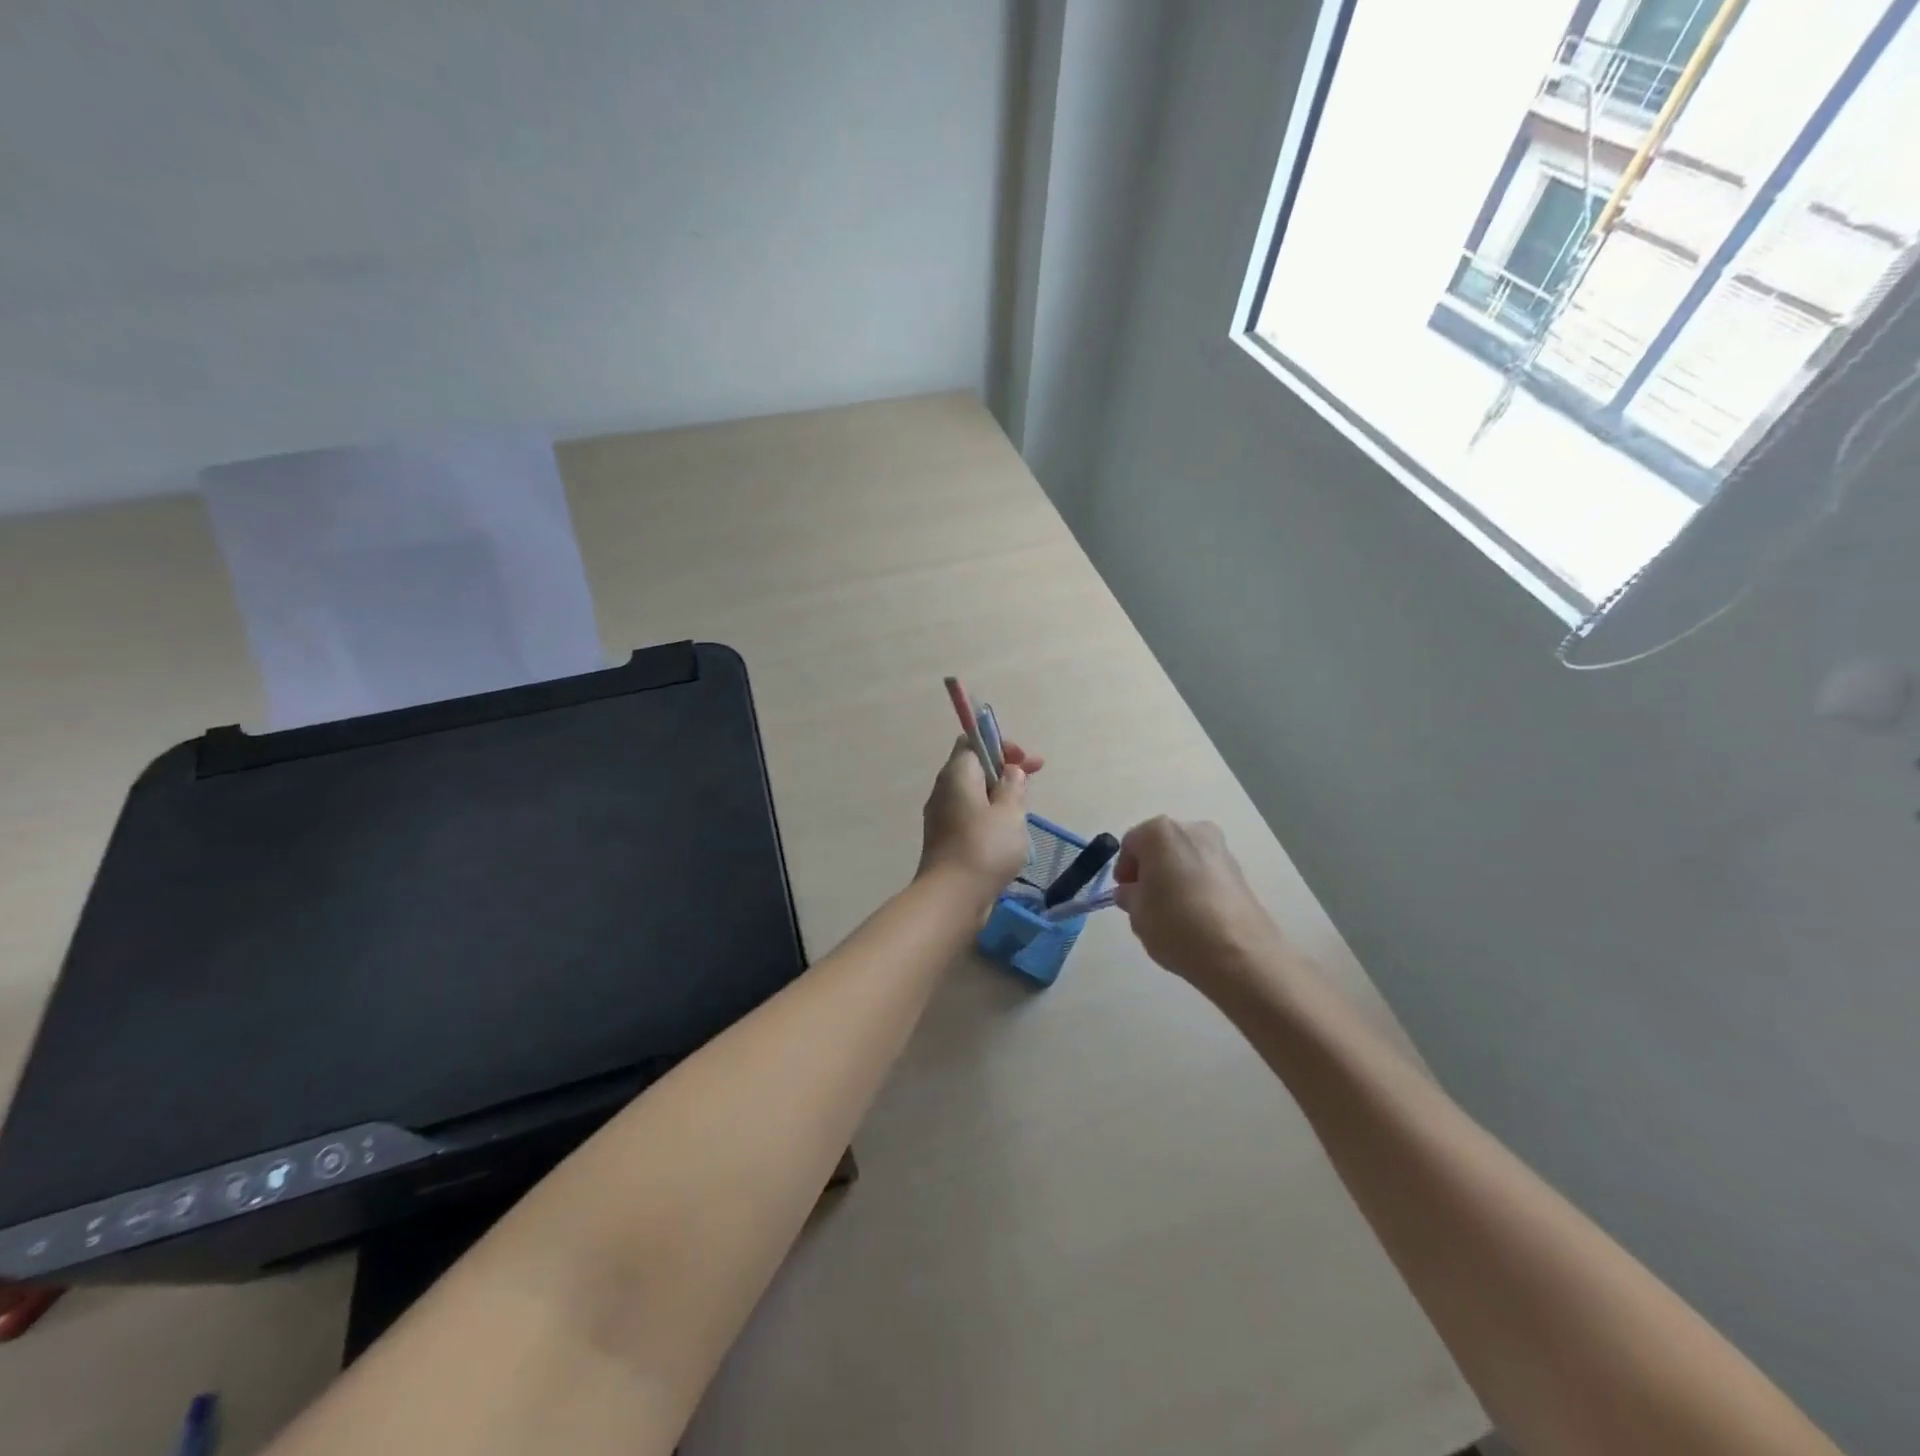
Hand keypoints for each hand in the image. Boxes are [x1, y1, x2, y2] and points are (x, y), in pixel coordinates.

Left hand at [917, 738, 1041, 898]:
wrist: (952, 898)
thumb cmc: (985, 848)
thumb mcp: (1010, 812)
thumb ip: (1013, 786)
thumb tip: (1010, 771)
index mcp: (956, 775)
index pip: (972, 742)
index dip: (1000, 744)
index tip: (1024, 761)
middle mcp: (943, 791)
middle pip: (974, 767)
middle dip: (1004, 770)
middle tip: (1033, 779)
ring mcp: (941, 817)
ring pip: (973, 794)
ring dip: (999, 795)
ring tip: (1023, 809)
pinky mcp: (945, 840)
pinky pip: (970, 816)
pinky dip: (989, 815)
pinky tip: (1007, 833)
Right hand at [1112, 817, 1284, 991]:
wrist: (1241, 953)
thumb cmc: (1177, 925)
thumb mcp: (1137, 913)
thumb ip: (1129, 896)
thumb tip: (1132, 891)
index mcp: (1160, 832)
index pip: (1130, 844)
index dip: (1123, 869)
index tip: (1125, 894)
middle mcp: (1192, 829)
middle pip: (1160, 846)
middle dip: (1150, 869)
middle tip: (1146, 900)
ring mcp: (1220, 847)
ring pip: (1184, 857)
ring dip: (1173, 876)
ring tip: (1172, 910)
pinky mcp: (1239, 870)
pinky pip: (1205, 871)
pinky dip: (1195, 884)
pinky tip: (1195, 913)